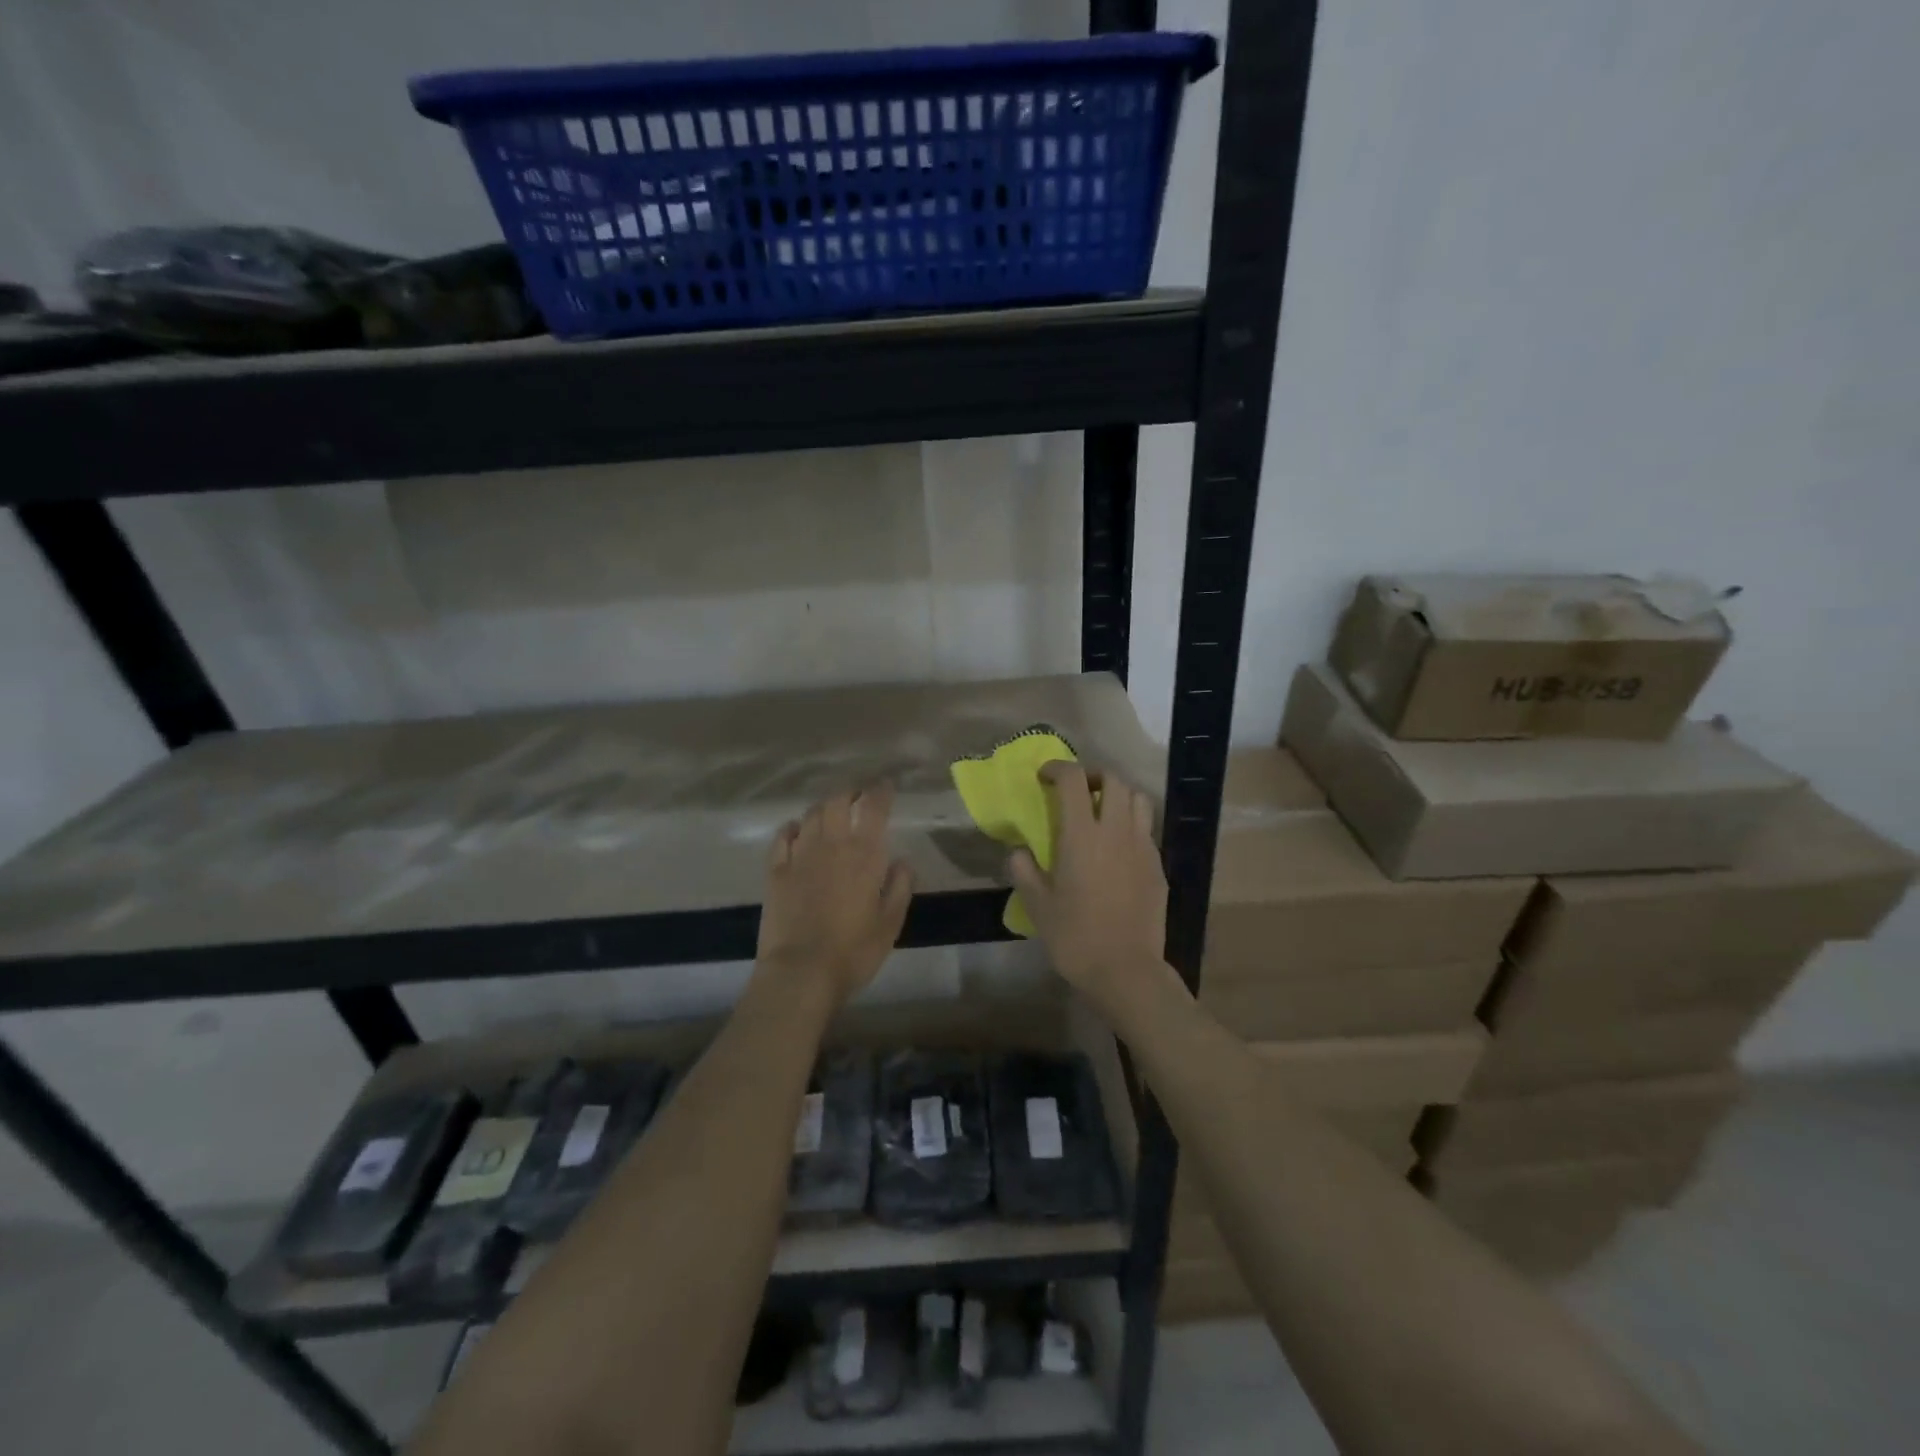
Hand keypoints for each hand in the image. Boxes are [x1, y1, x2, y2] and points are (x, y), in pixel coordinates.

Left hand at [758, 782, 914, 1007]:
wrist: (800, 972)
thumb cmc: (854, 951)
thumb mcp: (891, 923)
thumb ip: (900, 886)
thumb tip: (902, 861)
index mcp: (864, 854)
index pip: (873, 808)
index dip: (880, 792)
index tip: (886, 786)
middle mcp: (831, 845)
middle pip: (837, 802)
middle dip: (850, 793)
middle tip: (858, 797)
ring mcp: (799, 855)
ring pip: (811, 815)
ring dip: (824, 808)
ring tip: (832, 812)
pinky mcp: (776, 871)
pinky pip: (783, 836)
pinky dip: (793, 827)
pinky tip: (797, 831)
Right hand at [1008, 762, 1167, 1019]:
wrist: (1127, 971)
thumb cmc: (1076, 938)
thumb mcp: (1038, 906)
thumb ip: (1024, 871)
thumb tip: (1019, 852)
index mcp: (1082, 835)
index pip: (1073, 780)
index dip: (1057, 768)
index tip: (1044, 777)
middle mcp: (1116, 831)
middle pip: (1113, 779)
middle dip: (1092, 775)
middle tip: (1076, 790)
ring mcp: (1142, 847)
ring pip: (1138, 799)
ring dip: (1118, 795)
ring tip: (1102, 812)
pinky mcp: (1158, 866)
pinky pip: (1146, 829)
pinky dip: (1131, 824)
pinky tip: (1118, 848)